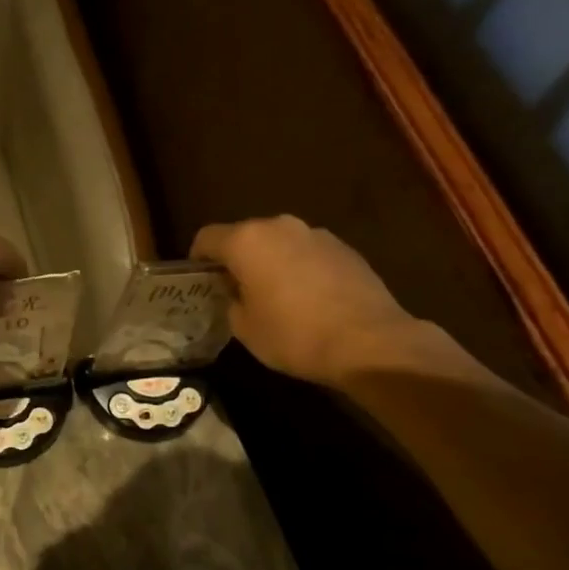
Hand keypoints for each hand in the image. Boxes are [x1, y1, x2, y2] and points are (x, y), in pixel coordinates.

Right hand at [191, 216, 415, 386]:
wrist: (370, 343)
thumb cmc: (295, 335)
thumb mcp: (245, 328)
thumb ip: (232, 302)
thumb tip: (238, 294)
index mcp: (246, 241)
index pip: (207, 238)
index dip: (198, 259)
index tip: (201, 282)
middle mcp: (279, 226)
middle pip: (245, 236)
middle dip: (237, 259)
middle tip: (237, 291)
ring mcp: (316, 234)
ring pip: (279, 243)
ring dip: (271, 262)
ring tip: (276, 296)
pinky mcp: (344, 248)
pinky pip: (308, 253)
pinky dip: (300, 268)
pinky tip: (308, 299)